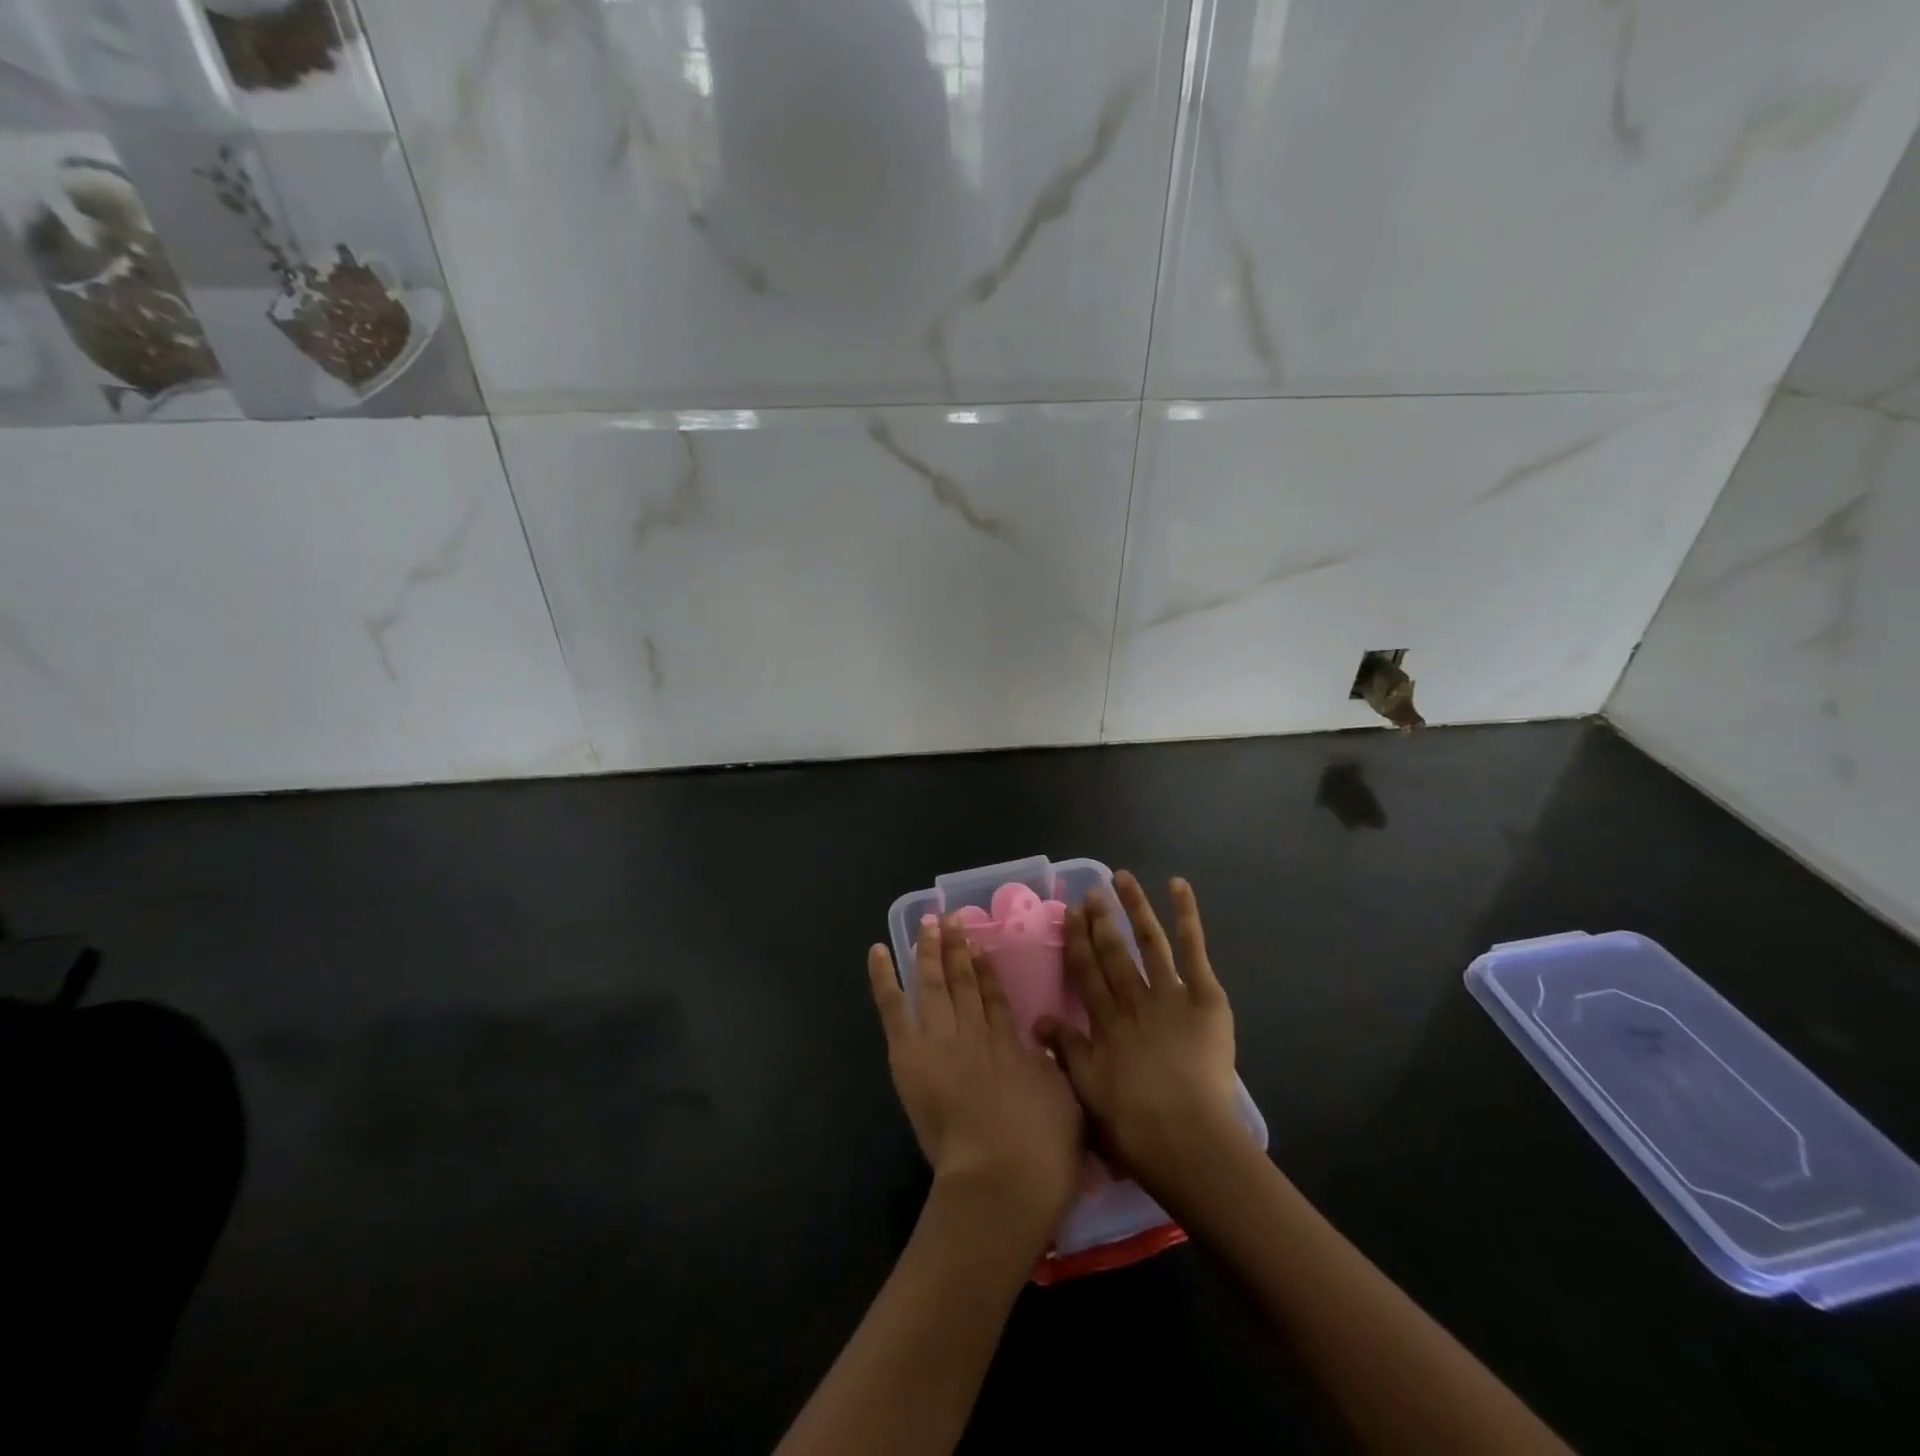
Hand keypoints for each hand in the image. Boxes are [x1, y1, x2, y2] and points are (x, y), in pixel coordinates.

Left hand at [868, 916, 1084, 1245]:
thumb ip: (1051, 1071)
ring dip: (929, 951)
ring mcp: (942, 1039)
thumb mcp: (1066, 1104)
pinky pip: (895, 1008)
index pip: (996, 999)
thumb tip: (1044, 1050)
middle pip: (964, 983)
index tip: (981, 945)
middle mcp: (976, 1033)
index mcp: (1011, 1046)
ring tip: (928, 923)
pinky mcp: (912, 1054)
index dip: (987, 971)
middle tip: (953, 920)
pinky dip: (884, 978)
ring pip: (933, 984)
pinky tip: (877, 951)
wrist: (1005, 1174)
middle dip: (958, 950)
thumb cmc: (1043, 1151)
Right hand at [1035, 873, 1245, 1208]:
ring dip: (1134, 907)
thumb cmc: (1133, 1124)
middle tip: (1090, 893)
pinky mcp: (1204, 997)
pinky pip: (1193, 950)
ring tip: (1121, 877)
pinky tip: (1176, 884)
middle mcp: (1132, 1001)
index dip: (1076, 942)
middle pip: (1112, 954)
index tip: (1068, 914)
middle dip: (1100, 922)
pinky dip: (1186, 916)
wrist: (1183, 1138)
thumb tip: (1036, 1020)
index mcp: (1105, 1024)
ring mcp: (1168, 995)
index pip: (1086, 974)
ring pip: (1148, 942)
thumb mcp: (1088, 1090)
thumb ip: (1065, 1050)